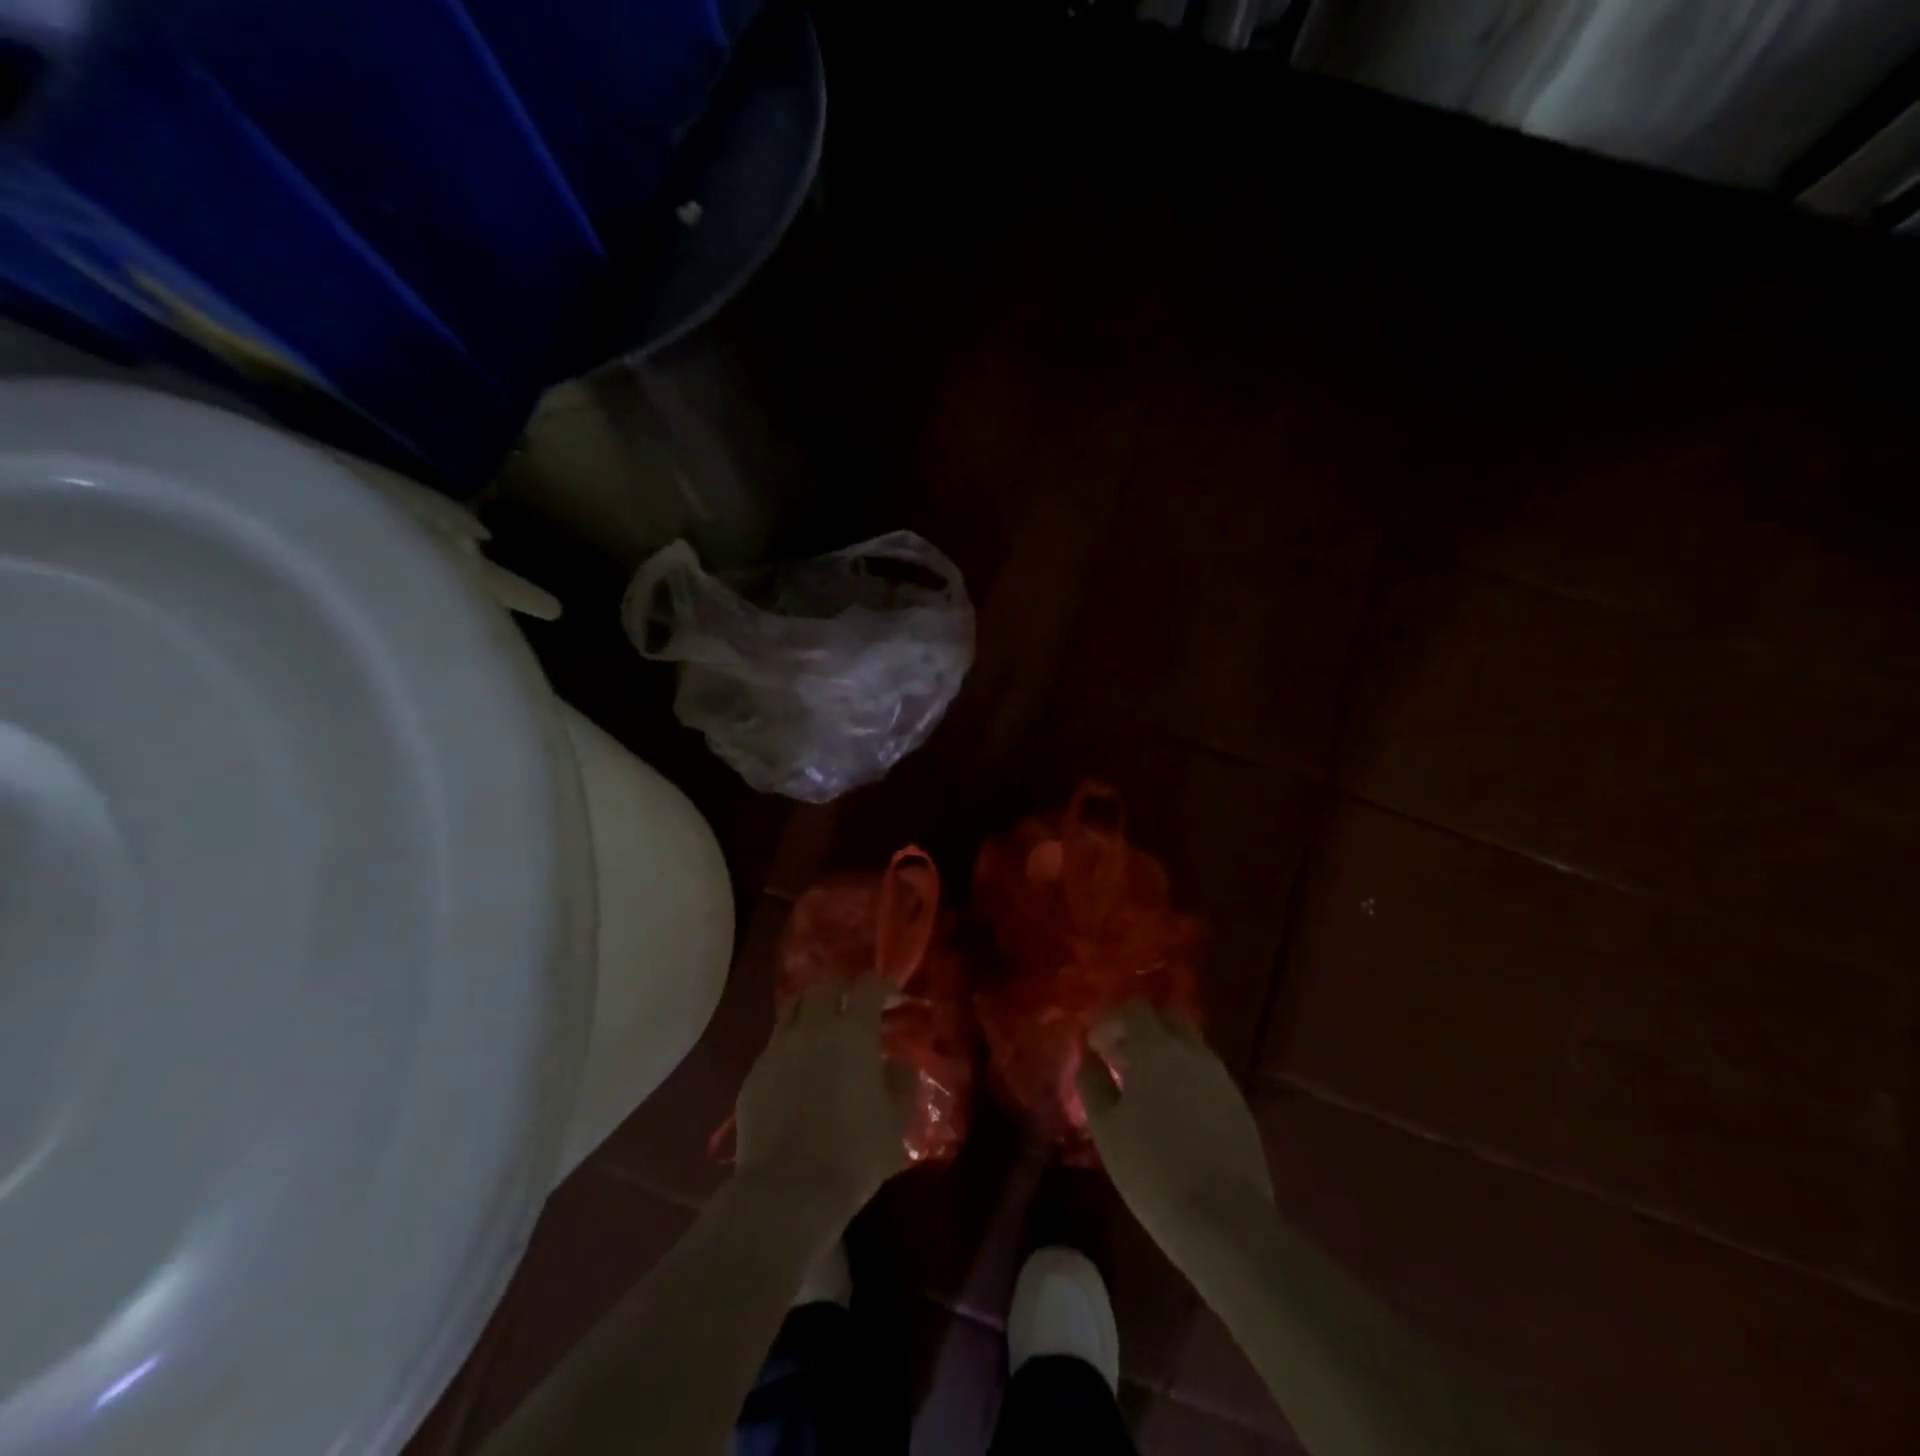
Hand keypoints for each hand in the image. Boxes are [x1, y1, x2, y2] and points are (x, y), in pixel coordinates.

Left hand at [735, 977, 913, 1225]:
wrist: (787, 1191)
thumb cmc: (854, 1155)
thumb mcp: (897, 1121)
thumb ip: (902, 1082)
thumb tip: (896, 1062)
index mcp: (853, 1033)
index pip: (868, 986)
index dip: (883, 986)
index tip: (892, 999)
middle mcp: (813, 1028)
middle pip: (825, 985)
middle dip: (844, 989)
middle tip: (855, 1007)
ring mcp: (778, 1048)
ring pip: (794, 1007)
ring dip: (813, 1009)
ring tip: (824, 1030)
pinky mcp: (754, 1073)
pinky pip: (775, 1042)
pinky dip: (791, 1042)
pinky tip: (799, 1068)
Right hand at [1077, 1003, 1274, 1267]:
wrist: (1225, 1223)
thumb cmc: (1152, 1170)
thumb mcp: (1106, 1128)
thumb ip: (1092, 1083)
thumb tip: (1089, 1057)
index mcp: (1157, 1048)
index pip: (1134, 1009)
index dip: (1111, 1021)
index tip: (1095, 1047)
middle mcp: (1193, 1052)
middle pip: (1167, 1019)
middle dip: (1141, 1030)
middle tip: (1119, 1060)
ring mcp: (1222, 1078)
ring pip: (1189, 1047)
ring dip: (1164, 1055)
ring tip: (1144, 1092)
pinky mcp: (1240, 1107)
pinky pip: (1206, 1076)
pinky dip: (1185, 1079)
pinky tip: (1174, 1115)